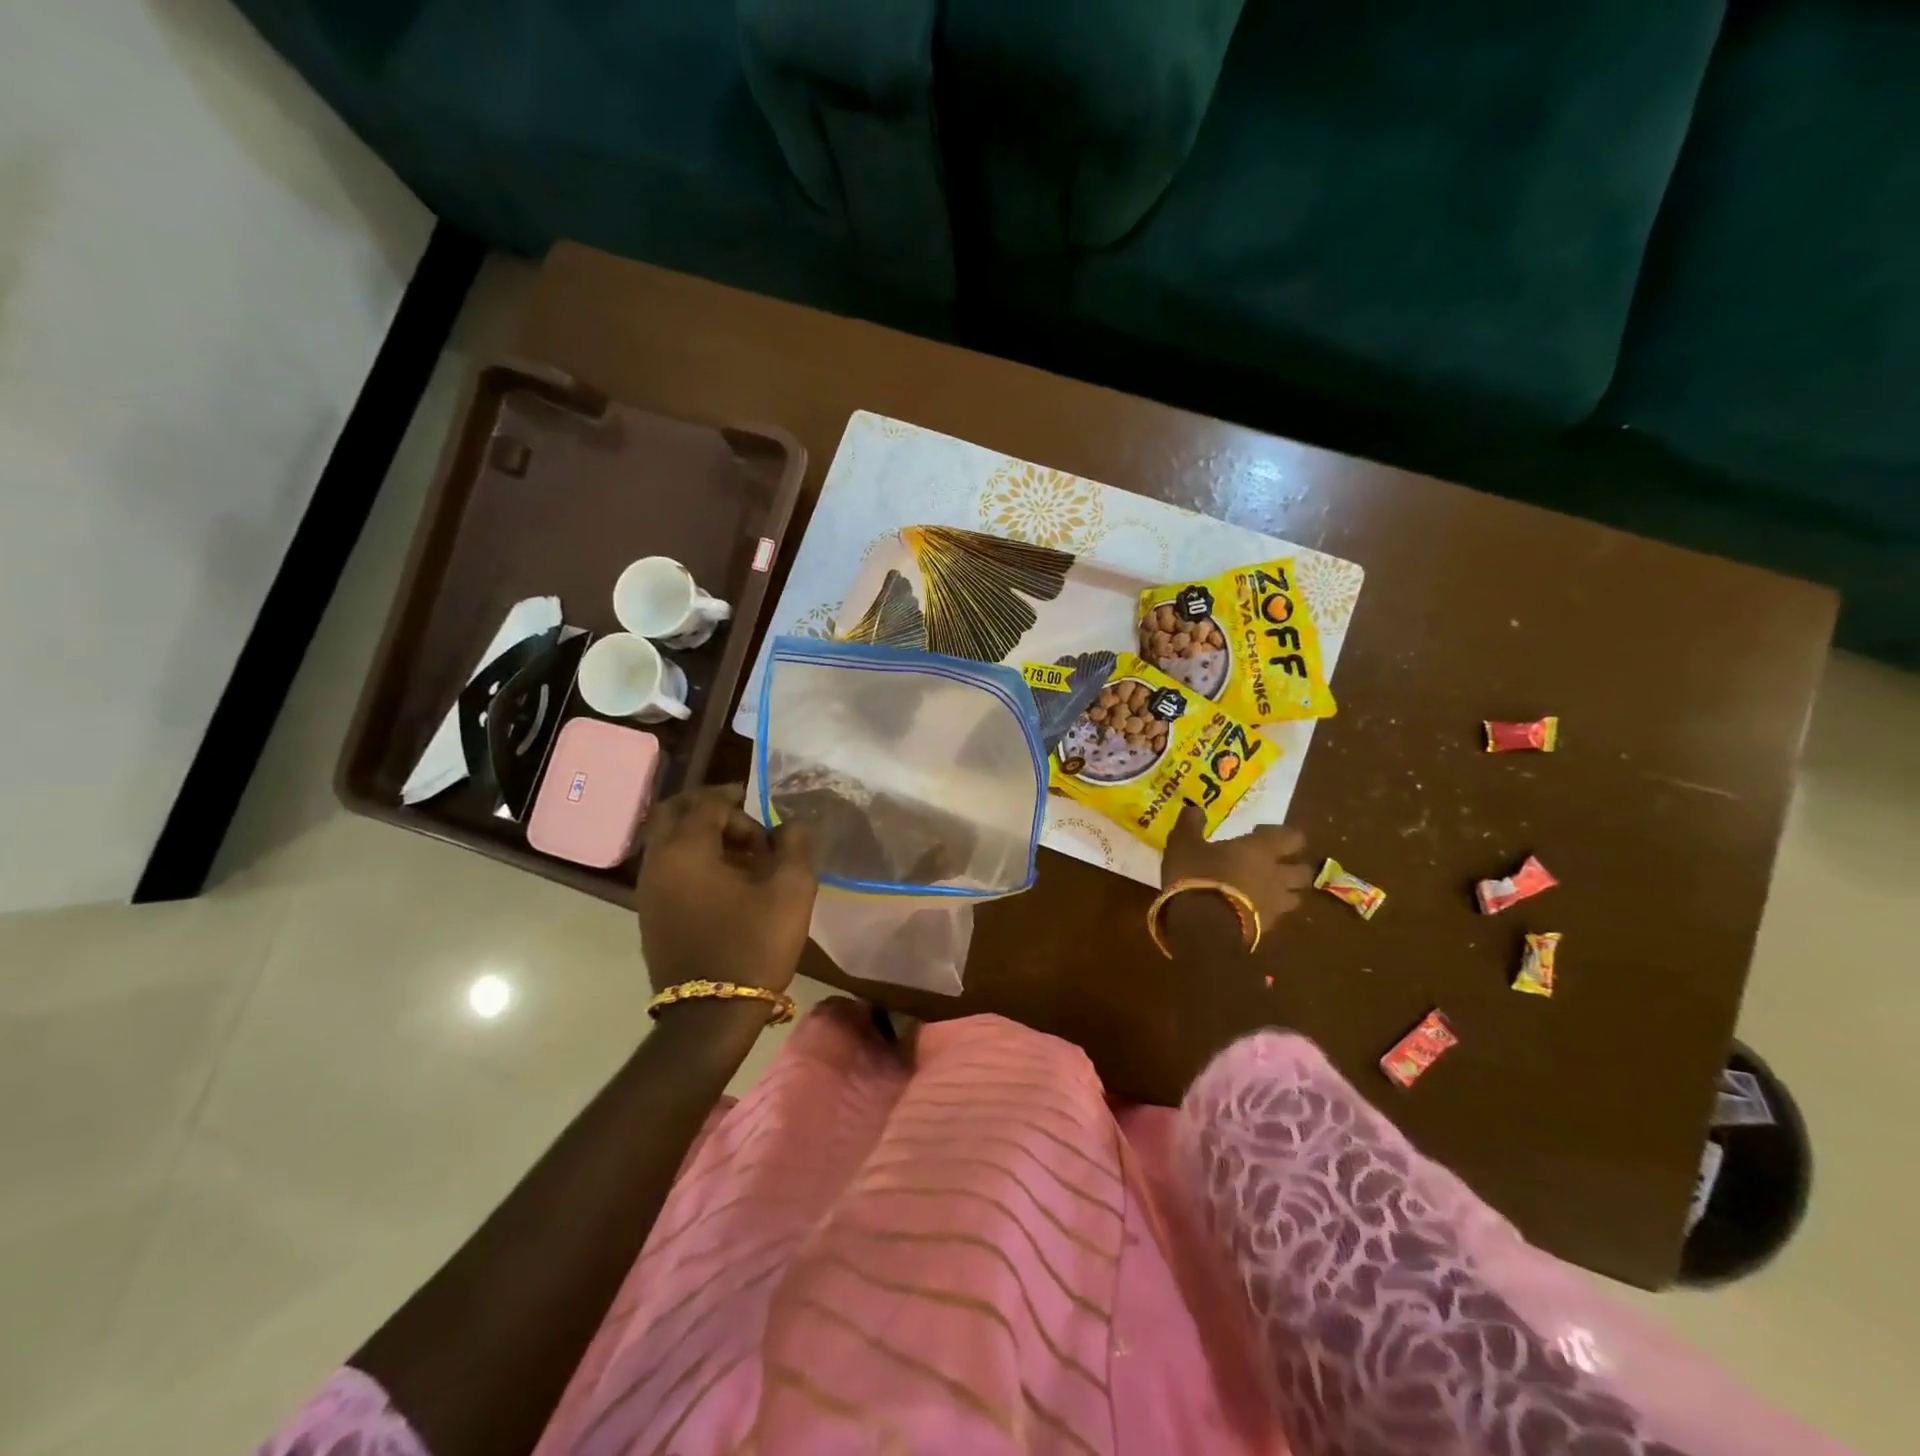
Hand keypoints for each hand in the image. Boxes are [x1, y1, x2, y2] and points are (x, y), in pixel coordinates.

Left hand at [636, 784, 816, 994]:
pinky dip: (693, 859)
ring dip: (701, 835)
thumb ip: (795, 845)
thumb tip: (792, 824)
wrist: (710, 1015)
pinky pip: (668, 867)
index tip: (767, 820)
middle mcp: (658, 862)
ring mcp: (648, 890)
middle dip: (709, 807)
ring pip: (668, 840)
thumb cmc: (753, 944)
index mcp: (686, 849)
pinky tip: (725, 883)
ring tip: (742, 855)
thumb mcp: (791, 890)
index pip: (707, 802)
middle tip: (744, 818)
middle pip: (673, 812)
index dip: (740, 803)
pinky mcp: (650, 914)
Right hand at [1160, 803, 1312, 931]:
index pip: (1293, 837)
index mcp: (1260, 850)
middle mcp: (1276, 875)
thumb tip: (1194, 809)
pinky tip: (1248, 913)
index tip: (1260, 833)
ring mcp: (1274, 905)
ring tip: (1265, 892)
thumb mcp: (1183, 843)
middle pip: (1303, 871)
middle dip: (1292, 867)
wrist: (1201, 926)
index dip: (1282, 835)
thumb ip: (1190, 824)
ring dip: (1285, 893)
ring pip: (1295, 898)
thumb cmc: (1196, 875)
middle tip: (1272, 866)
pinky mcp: (1266, 930)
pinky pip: (1275, 918)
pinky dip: (1267, 914)